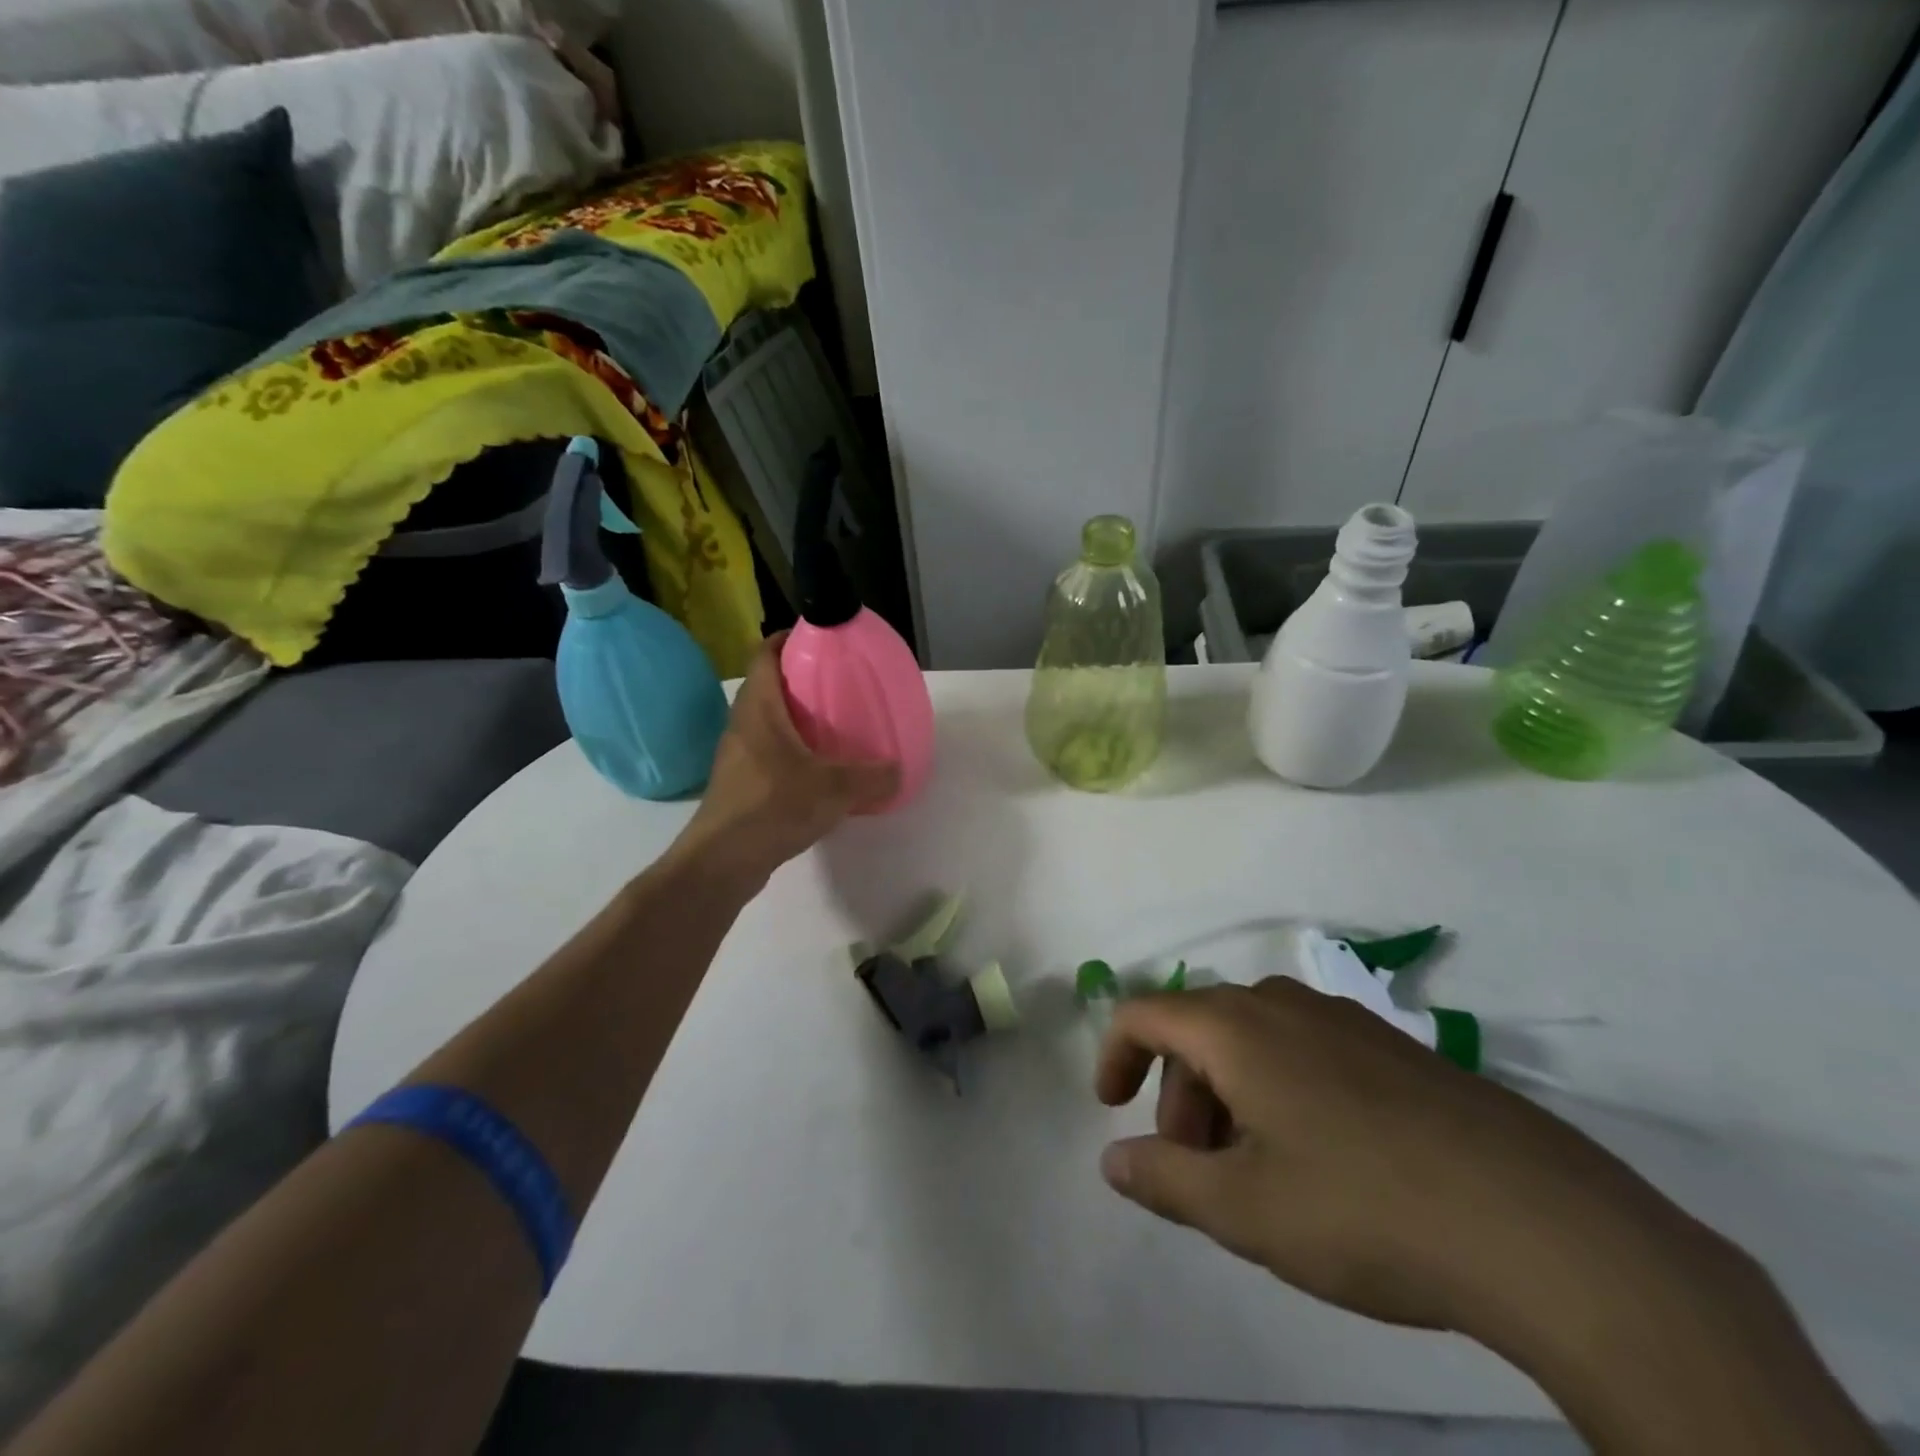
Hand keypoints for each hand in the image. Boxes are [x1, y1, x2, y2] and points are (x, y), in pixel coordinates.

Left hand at [678, 633, 899, 884]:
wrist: (722, 861)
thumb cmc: (772, 807)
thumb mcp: (834, 789)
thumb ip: (871, 776)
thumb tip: (898, 770)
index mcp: (759, 708)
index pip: (765, 654)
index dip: (788, 638)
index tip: (818, 638)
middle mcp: (743, 724)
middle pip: (769, 686)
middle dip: (801, 680)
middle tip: (839, 685)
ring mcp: (737, 756)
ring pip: (768, 722)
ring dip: (796, 718)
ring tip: (834, 726)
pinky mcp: (740, 784)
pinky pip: (768, 753)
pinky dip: (792, 751)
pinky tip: (818, 771)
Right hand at [1097, 981, 1880, 1453]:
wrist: (1541, 1225)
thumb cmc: (1364, 1209)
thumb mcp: (1244, 1210)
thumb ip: (1164, 1179)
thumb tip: (1112, 1159)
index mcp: (1237, 1027)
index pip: (1145, 1012)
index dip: (1114, 1054)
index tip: (1111, 1109)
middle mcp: (1284, 1003)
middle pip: (1200, 1027)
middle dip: (1178, 1091)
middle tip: (1195, 1165)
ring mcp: (1346, 1019)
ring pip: (1255, 1037)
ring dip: (1229, 1090)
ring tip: (1257, 1168)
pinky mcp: (1395, 1047)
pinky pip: (1307, 1047)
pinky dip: (1280, 1087)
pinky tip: (1322, 1155)